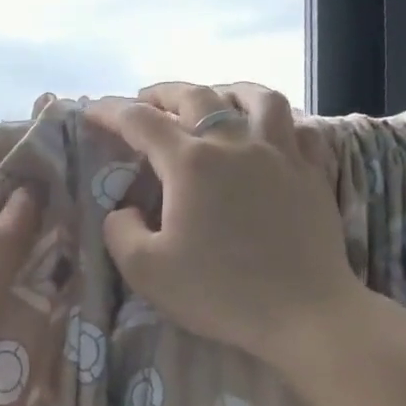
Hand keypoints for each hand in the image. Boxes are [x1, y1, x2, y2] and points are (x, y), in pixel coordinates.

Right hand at [85, 82, 369, 366]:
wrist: (305, 315)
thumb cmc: (221, 292)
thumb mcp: (147, 271)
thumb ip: (120, 232)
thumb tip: (124, 210)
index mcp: (190, 164)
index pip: (140, 121)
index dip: (110, 111)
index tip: (92, 110)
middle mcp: (235, 144)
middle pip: (197, 96)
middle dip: (164, 93)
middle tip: (146, 100)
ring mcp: (280, 154)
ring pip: (258, 98)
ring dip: (227, 90)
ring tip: (215, 98)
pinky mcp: (313, 173)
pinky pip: (300, 127)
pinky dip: (280, 120)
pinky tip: (272, 131)